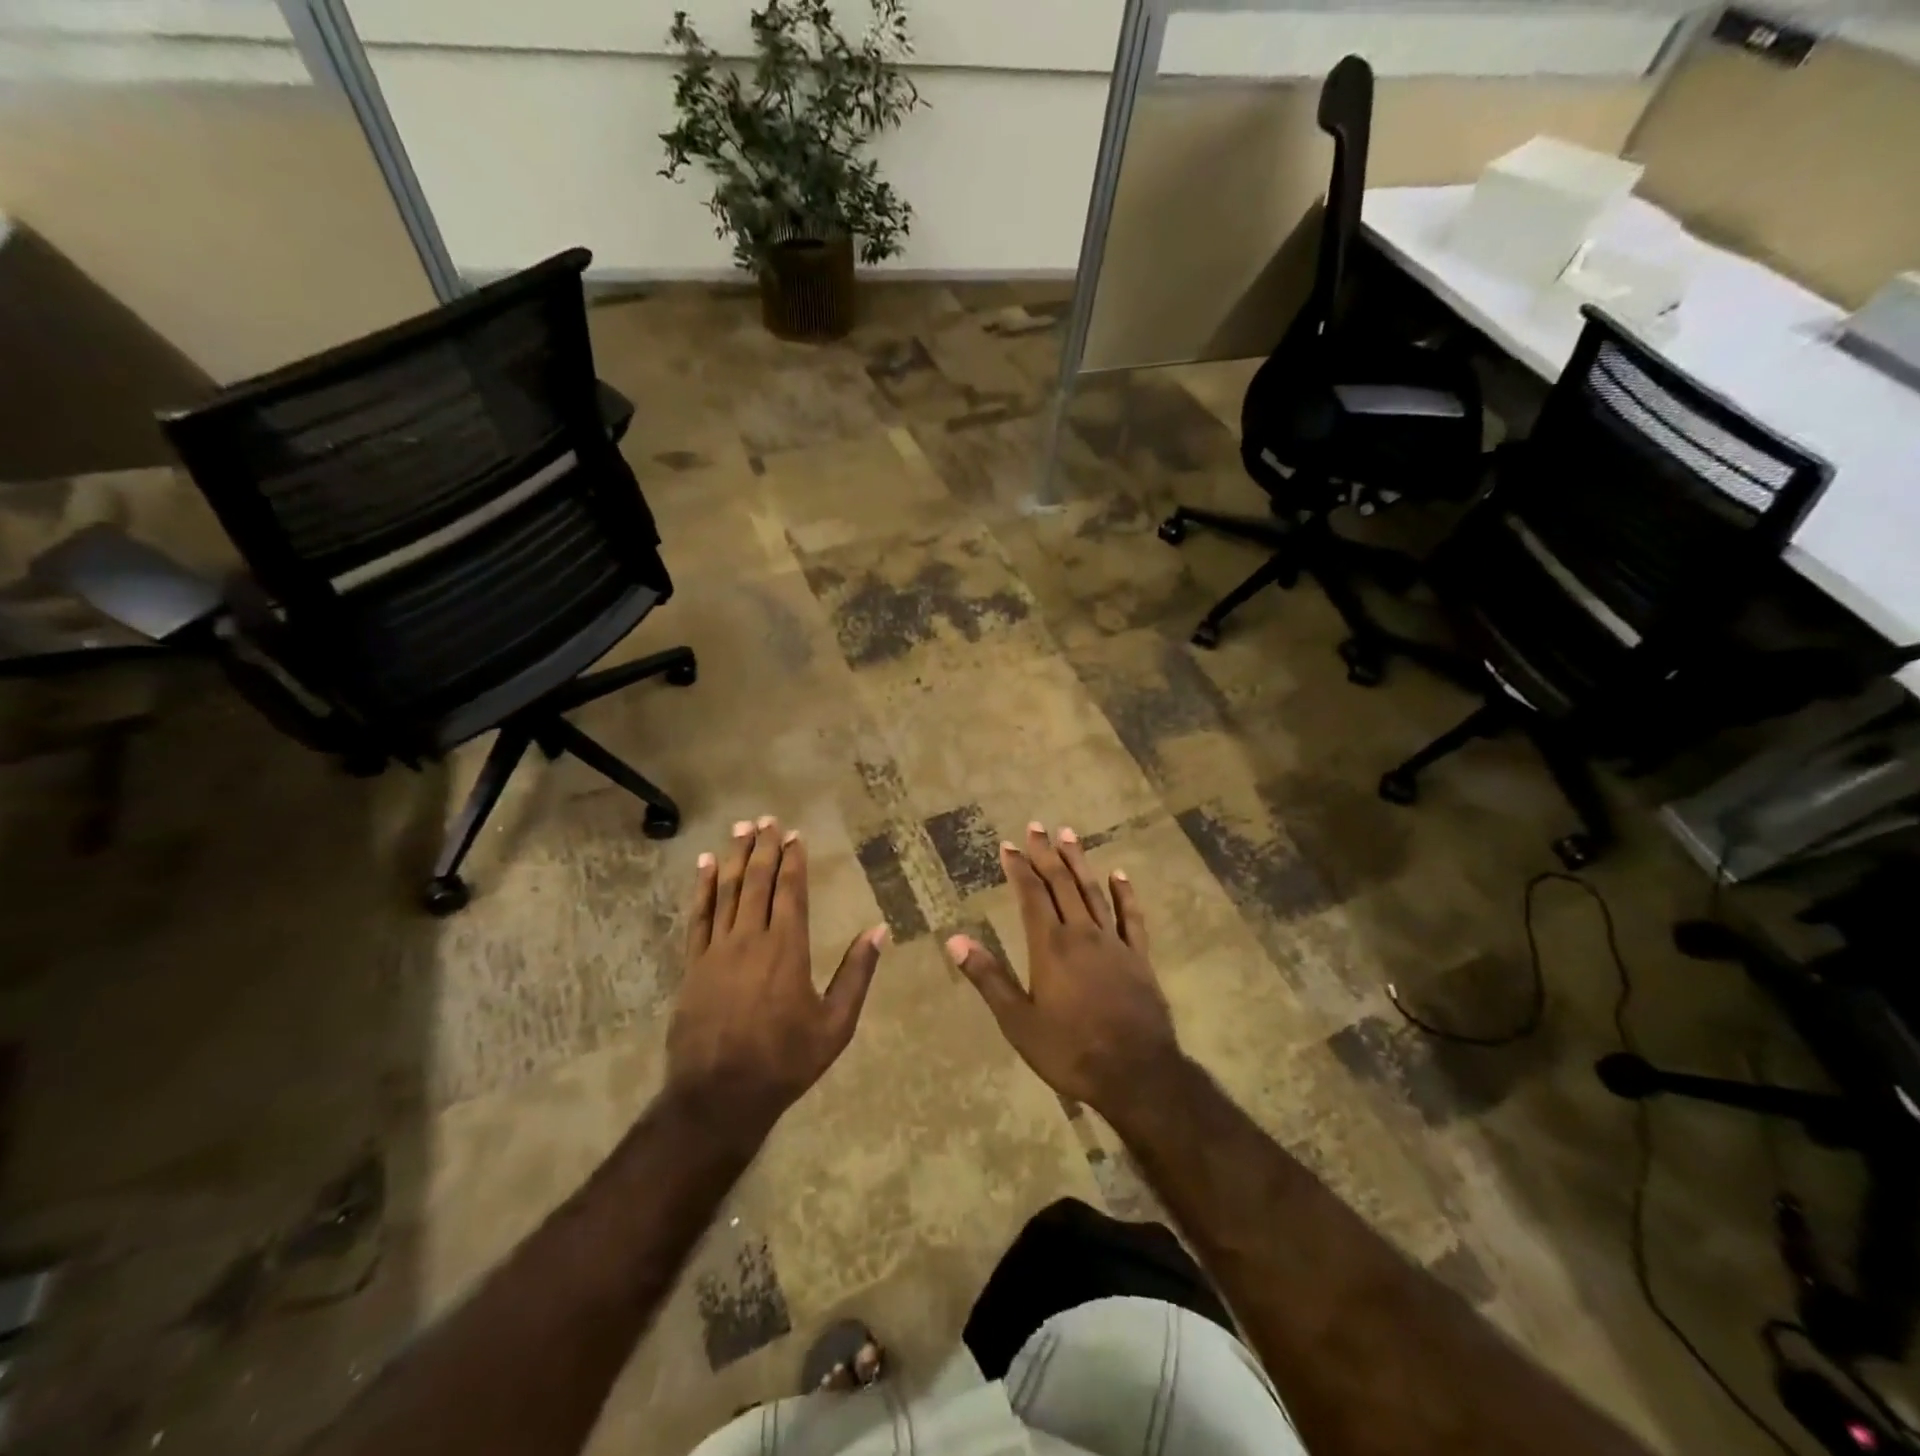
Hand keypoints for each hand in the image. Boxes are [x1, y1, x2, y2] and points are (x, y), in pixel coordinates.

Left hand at [668, 817, 886, 1136]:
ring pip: (726, 891)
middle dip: (763, 848)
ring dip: (733, 857)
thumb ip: (856, 974)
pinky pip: (698, 917)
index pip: (790, 891)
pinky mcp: (693, 965)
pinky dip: (701, 888)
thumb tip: (879, 930)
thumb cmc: (785, 1060)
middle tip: (766, 819)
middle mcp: (751, 939)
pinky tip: (704, 866)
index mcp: (787, 949)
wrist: (719, 1096)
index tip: (794, 835)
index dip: (792, 860)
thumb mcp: (836, 1024)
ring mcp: (717, 950)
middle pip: (757, 882)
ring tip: (740, 829)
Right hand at [947, 823, 1182, 1120]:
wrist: (1136, 1074)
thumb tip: (953, 940)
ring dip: (1079, 862)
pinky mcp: (1139, 957)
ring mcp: (1114, 943)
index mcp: (1050, 946)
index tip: (1008, 845)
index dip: (1019, 868)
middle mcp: (1082, 934)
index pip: (1031, 895)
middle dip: (1046, 854)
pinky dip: (1125, 894)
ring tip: (1069, 835)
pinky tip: (1119, 875)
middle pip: (1062, 884)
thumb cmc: (1070, 1050)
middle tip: (1036, 827)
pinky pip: (1132, 917)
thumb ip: (988, 977)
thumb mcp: (1018, 1021)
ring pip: (1094, 892)